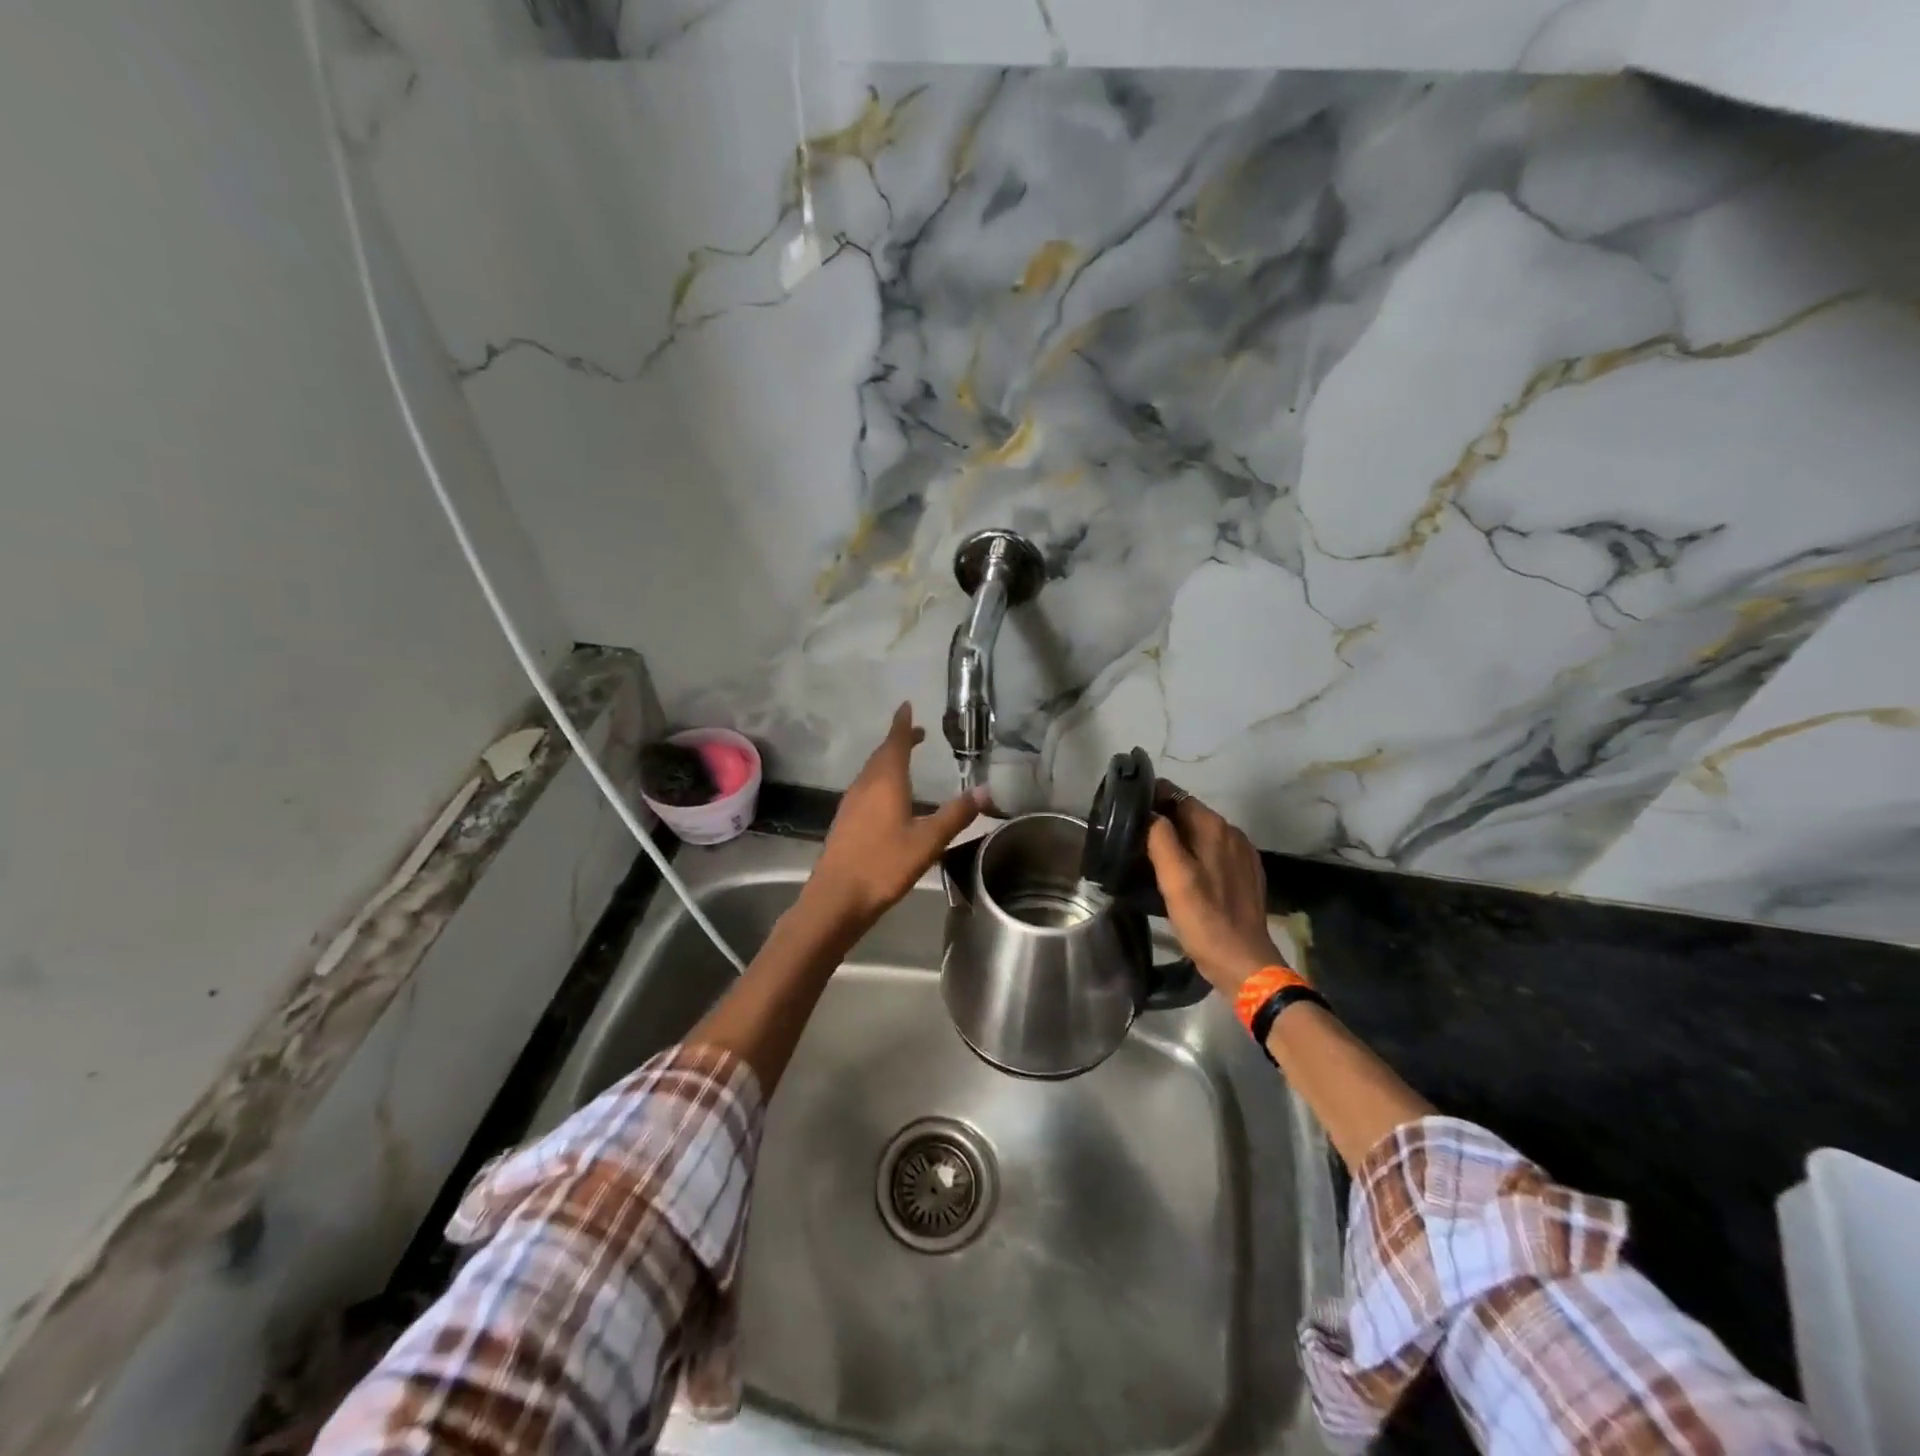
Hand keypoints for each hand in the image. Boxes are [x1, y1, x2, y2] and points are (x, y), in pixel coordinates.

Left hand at [807, 703, 982, 929]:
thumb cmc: (884, 865)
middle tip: (917, 733)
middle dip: (899, 741)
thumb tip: (986, 789)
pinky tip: (887, 798)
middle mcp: (865, 786)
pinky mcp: (845, 822)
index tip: (907, 705)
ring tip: (905, 760)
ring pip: (871, 772)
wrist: (836, 898)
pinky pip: (865, 788)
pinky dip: (880, 780)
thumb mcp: (928, 842)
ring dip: (888, 761)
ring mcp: (851, 804)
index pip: (895, 743)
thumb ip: (955, 815)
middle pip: (882, 755)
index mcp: (885, 783)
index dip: (903, 724)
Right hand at [1146, 789, 1290, 997]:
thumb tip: (1150, 813)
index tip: (1127, 811)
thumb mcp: (1174, 878)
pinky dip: (1195, 854)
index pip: (1177, 795)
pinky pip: (1213, 852)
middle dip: (1163, 820)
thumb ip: (1160, 838)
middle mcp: (1231, 832)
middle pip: (1189, 813)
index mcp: (1214, 827)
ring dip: (1178, 838)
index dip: (1151, 799)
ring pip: (1201, 833)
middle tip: (1133, 837)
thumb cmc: (1204, 919)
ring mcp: (1242, 853)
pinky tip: (1182, 874)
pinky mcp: (1245, 873)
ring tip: (1152, 856)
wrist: (1243, 962)